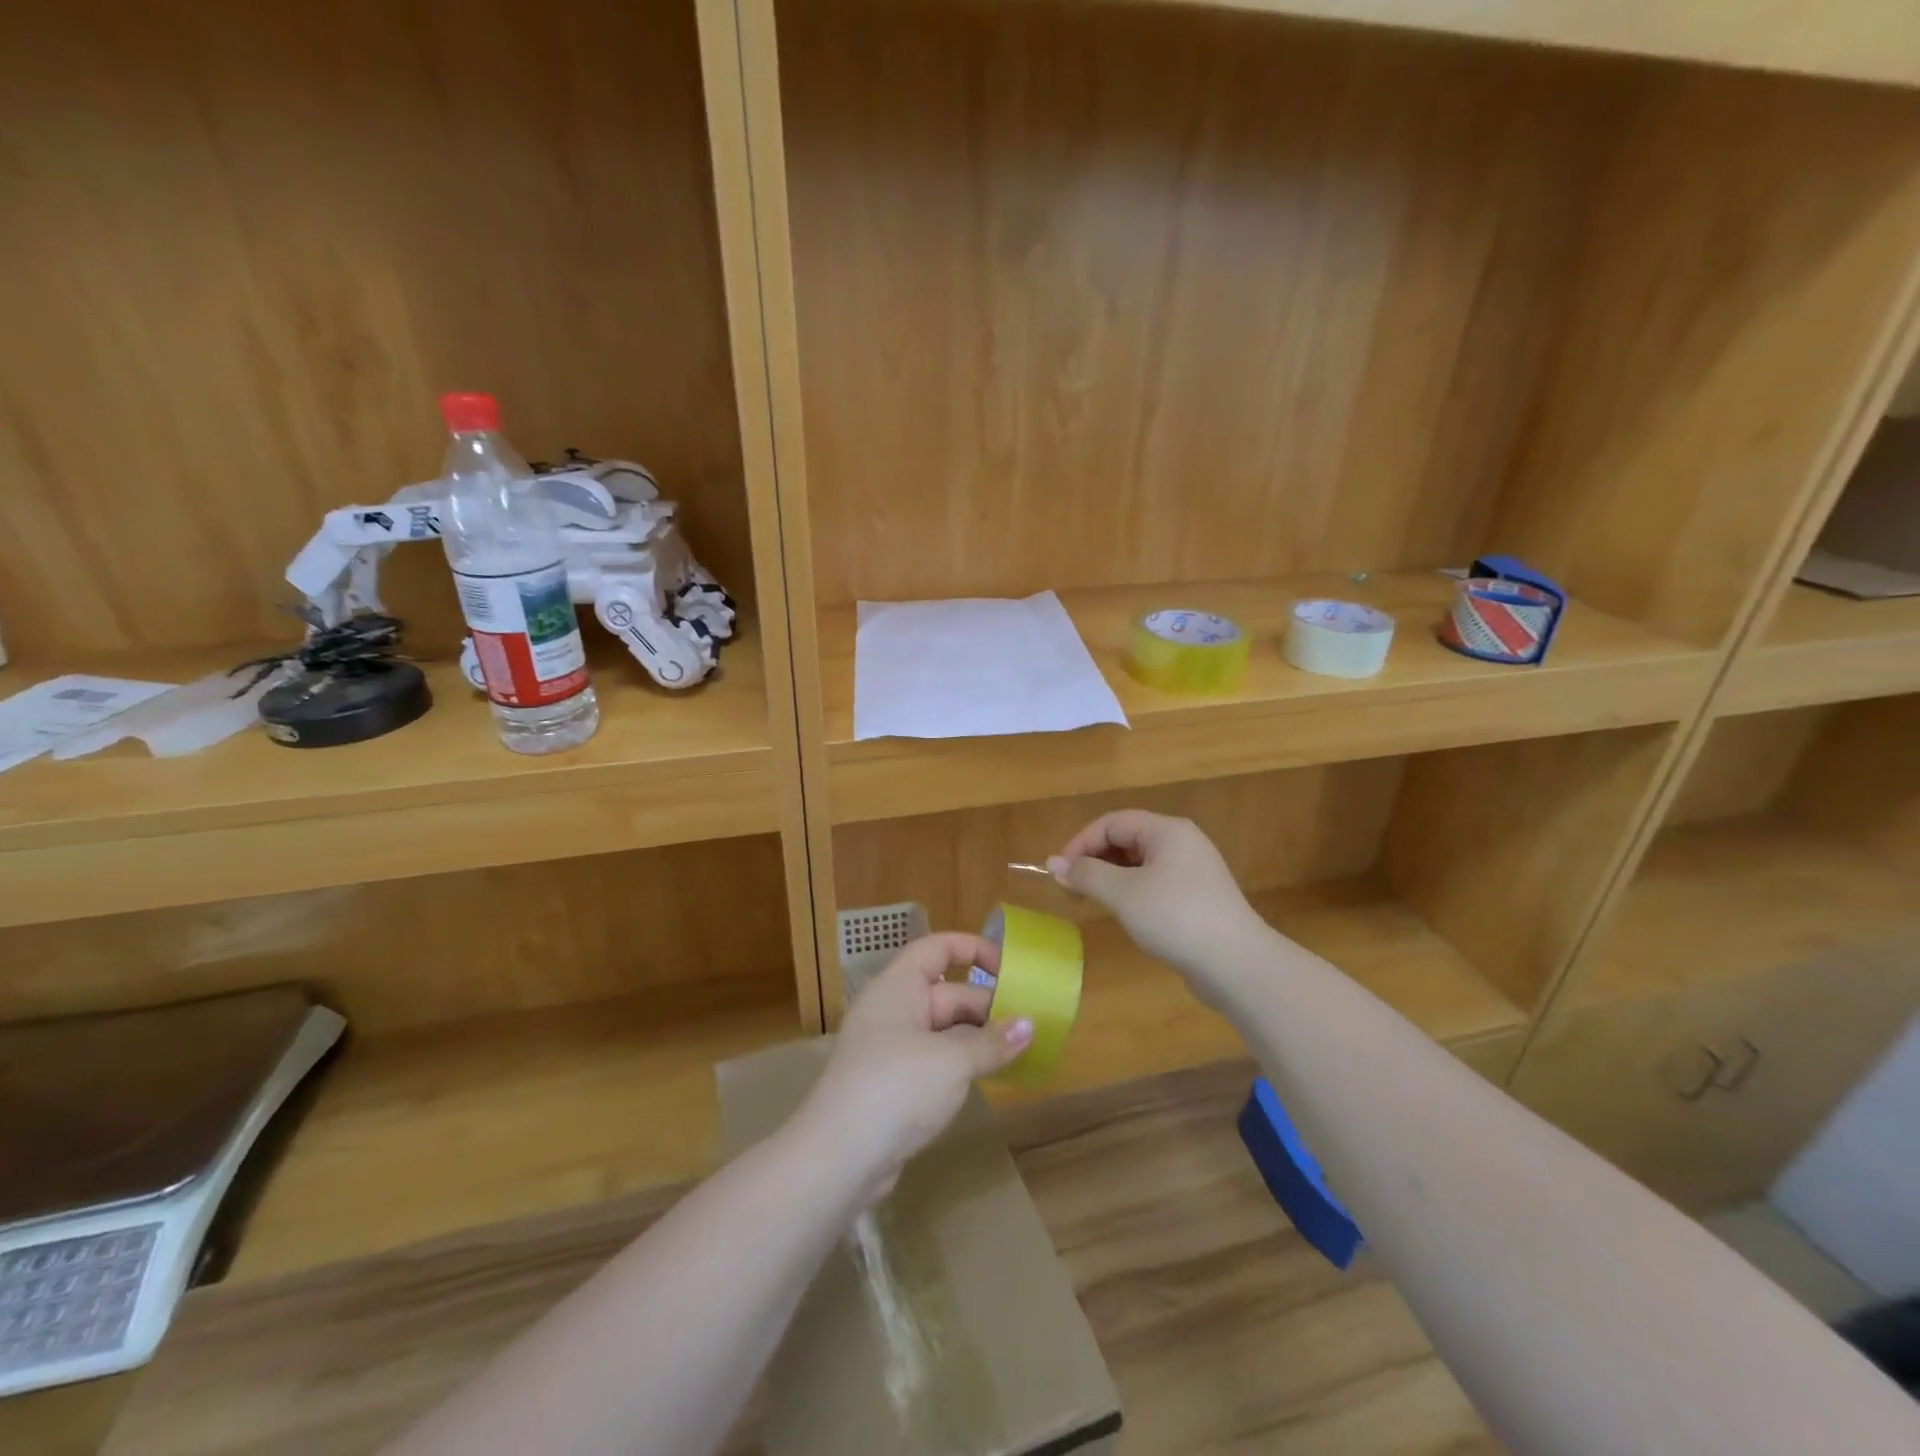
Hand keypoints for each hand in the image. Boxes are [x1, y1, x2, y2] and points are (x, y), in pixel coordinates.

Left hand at [795, 933, 1033, 1198]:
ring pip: (943, 1030)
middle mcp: (892, 1009)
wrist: (837, 1159)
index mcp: (899, 986)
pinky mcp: (891, 1084)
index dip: (975, 949)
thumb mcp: (952, 1061)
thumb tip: (1029, 1025)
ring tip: (1021, 1052)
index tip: (1012, 969)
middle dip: (988, 1007)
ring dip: (979, 1039)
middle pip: (948, 993)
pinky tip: (989, 1078)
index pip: (938, 948)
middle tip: (1032, 1026)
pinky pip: (934, 1060)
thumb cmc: (896, 1088)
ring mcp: (889, 1048)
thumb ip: (992, 1041)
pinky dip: (961, 1064)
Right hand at [1049, 810, 1267, 995]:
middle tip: (1071, 889)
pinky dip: (1131, 892)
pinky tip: (1124, 914)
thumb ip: (1085, 874)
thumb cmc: (1175, 918)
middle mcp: (1182, 842)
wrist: (1237, 965)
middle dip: (1094, 860)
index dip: (1080, 843)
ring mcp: (1193, 871)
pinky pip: (1155, 883)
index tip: (1059, 873)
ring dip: (1110, 877)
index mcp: (1167, 830)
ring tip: (1092, 901)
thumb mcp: (1122, 893)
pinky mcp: (1197, 898)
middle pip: (1126, 839)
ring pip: (1139, 863)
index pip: (1111, 823)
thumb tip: (1053, 863)